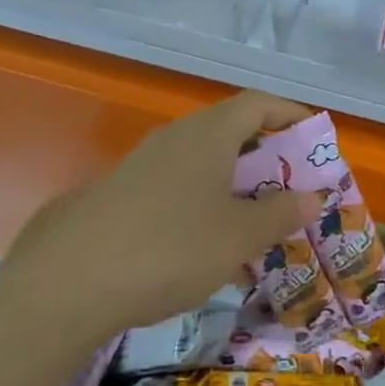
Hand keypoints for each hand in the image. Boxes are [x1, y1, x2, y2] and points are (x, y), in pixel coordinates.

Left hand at [2, 91, 325, 334]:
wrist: (70, 282)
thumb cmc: (171, 247)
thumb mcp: (238, 235)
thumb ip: (280, 213)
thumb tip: (312, 196)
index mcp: (209, 134)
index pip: (258, 103)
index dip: (290, 114)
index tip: (314, 137)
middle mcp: (176, 138)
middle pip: (230, 130)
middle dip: (266, 155)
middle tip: (290, 186)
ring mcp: (144, 164)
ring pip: (203, 161)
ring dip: (234, 183)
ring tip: (255, 220)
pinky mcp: (122, 194)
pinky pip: (178, 186)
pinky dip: (204, 203)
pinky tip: (208, 246)